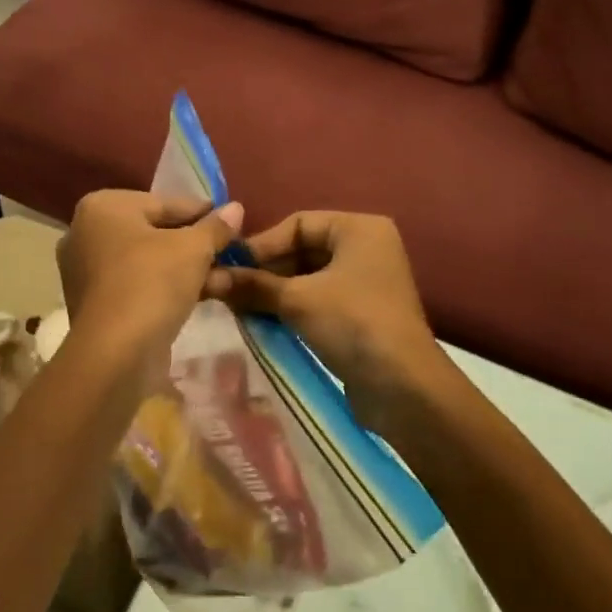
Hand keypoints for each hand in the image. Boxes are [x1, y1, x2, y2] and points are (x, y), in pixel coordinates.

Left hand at [56, 190, 244, 371]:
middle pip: (154, 232)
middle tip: (230, 253)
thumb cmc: (152, 283)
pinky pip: (136, 284)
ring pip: (147, 261)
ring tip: (224, 279)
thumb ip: (215, 227)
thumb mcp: (194, 249)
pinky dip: (165, 288)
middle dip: (195, 245)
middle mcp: (85, 232)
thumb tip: (236, 208)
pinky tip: (200, 297)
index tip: (231, 223)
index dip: (202, 213)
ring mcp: (85, 270)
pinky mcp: (93, 303)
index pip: (164, 203)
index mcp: (102, 207)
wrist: (116, 353)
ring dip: (186, 269)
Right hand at [202, 211, 461, 437]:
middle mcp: (366, 248)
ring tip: (239, 307)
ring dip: (275, 292)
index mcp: (359, 228)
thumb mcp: (297, 300)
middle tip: (230, 290)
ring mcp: (367, 282)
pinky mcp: (362, 314)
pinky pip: (319, 300)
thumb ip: (252, 285)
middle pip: (302, 249)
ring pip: (308, 277)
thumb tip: (207, 278)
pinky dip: (292, 308)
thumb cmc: (353, 324)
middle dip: (266, 271)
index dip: (261, 244)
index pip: (297, 223)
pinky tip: (263, 322)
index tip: (229, 267)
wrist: (404, 388)